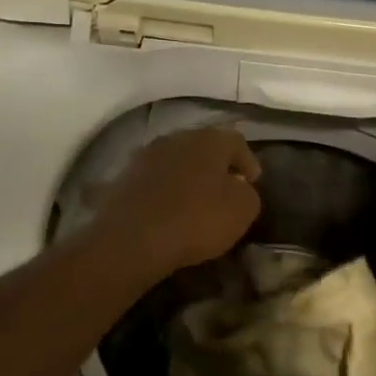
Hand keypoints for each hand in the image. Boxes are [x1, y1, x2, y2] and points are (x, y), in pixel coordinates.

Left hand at [87, 128, 261, 282]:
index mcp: (209, 140)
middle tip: (224, 189)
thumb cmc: (196, 219)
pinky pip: (154, 180)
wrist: (132, 238)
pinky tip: (167, 211)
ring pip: (176, 161)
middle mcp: (176, 138)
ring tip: (194, 201)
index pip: (236, 142)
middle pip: (203, 147)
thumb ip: (248, 193)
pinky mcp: (123, 177)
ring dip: (187, 177)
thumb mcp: (242, 210)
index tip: (252, 183)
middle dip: (215, 167)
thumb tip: (239, 188)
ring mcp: (145, 155)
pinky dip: (164, 191)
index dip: (248, 162)